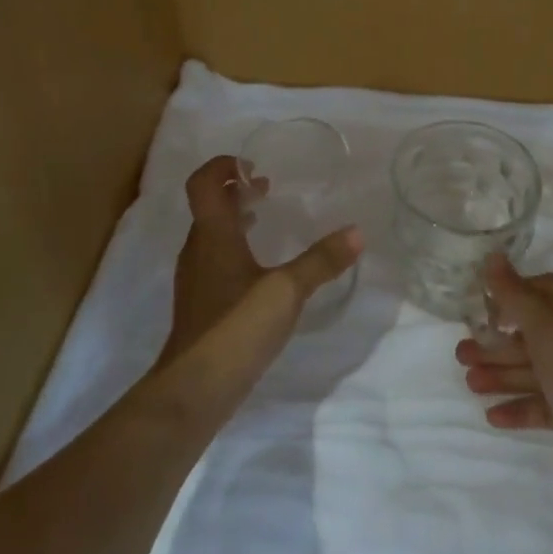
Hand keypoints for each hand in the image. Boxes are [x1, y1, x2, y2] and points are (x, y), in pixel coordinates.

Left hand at [158, 155, 361, 370]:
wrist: (195, 388)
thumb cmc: (237, 326)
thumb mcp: (287, 290)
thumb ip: (321, 261)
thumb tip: (357, 232)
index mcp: (212, 234)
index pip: (203, 183)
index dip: (222, 166)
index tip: (252, 165)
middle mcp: (198, 249)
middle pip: (208, 206)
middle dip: (234, 190)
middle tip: (267, 187)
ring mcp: (196, 278)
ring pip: (211, 233)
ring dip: (234, 218)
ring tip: (264, 218)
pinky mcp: (201, 303)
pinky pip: (214, 258)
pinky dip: (234, 247)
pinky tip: (259, 268)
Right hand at [456, 255, 552, 537]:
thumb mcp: (545, 327)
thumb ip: (515, 293)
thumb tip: (494, 256)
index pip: (545, 288)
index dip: (514, 292)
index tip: (482, 304)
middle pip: (532, 333)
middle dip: (496, 341)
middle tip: (460, 352)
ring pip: (533, 369)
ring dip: (500, 373)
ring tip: (468, 382)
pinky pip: (541, 404)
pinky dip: (517, 406)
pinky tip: (492, 415)